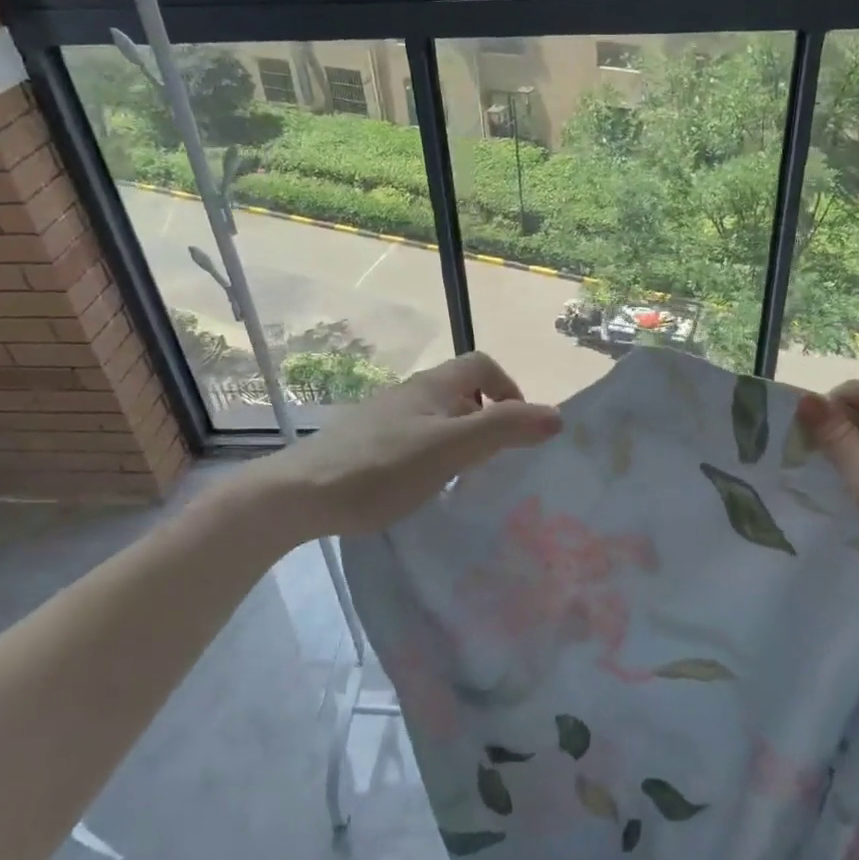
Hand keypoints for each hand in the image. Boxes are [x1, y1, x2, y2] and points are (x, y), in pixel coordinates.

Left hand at [252, 352, 561, 539]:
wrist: (300, 494)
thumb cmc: (382, 467)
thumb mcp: (452, 448)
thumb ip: (504, 429)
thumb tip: (557, 415)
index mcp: (434, 385)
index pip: (483, 364)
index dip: (508, 389)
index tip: (514, 431)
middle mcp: (412, 393)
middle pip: (463, 393)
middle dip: (487, 421)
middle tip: (492, 463)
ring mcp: (386, 418)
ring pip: (439, 419)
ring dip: (460, 442)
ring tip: (462, 480)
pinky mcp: (367, 444)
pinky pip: (415, 440)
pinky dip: (433, 457)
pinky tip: (423, 489)